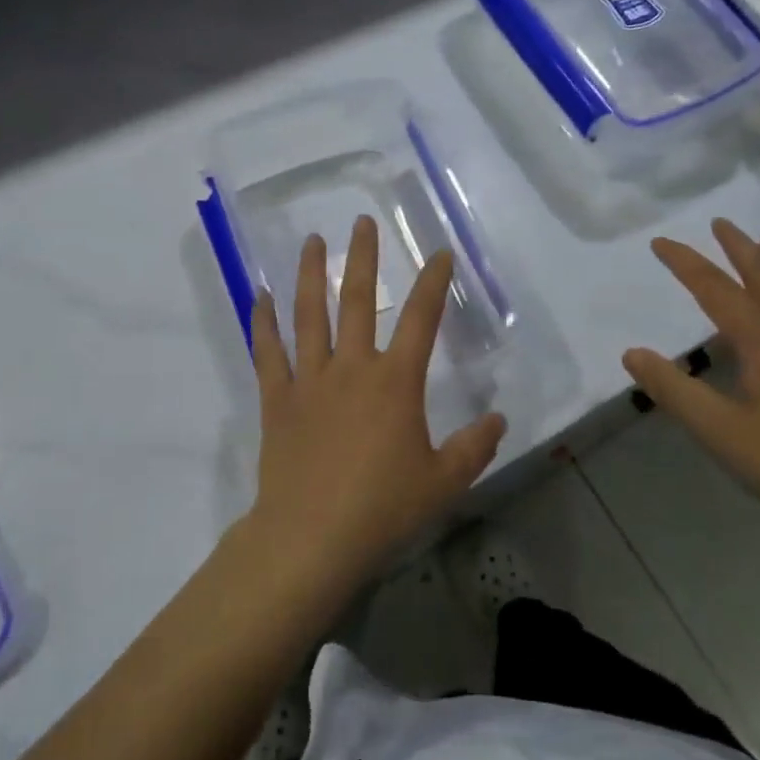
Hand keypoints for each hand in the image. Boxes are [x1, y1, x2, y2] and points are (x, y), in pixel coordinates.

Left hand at [244, 215, 506, 587]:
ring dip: (310, 274)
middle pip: (359, 301)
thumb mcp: (443, 482)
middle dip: (363, 258)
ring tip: (311, 240)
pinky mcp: (277, 399)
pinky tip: (260, 295)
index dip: (433, 283)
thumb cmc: (382, 508)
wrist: (311, 537)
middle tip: (362, 222)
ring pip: (309, 314)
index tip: (439, 253)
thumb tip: (499, 420)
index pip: (422, 319)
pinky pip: (268, 352)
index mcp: (395, 382)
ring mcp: (310, 380)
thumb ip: (474, 447)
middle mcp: (352, 368)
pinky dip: (263, 322)